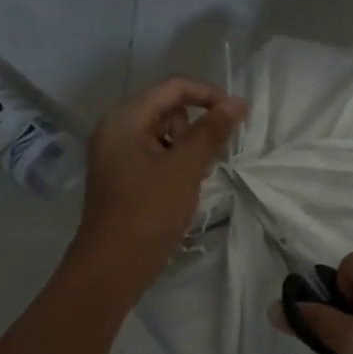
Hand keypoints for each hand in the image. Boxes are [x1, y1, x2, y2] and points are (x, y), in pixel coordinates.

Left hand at [71, 77, 245, 291]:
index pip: (173, 88)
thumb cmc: (150, 210)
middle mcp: (115, 129)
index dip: (208, 95)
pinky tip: (183, 187)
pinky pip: (154, 154)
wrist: (114, 265)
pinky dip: (174, 163)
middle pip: (167, 108)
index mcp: (125, 118)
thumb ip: (212, 130)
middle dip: (195, 126)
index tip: (237, 116)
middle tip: (208, 157)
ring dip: (187, 147)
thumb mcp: (186, 166)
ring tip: (194, 176)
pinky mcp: (122, 176)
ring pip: (163, 133)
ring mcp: (116, 154)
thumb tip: (239, 101)